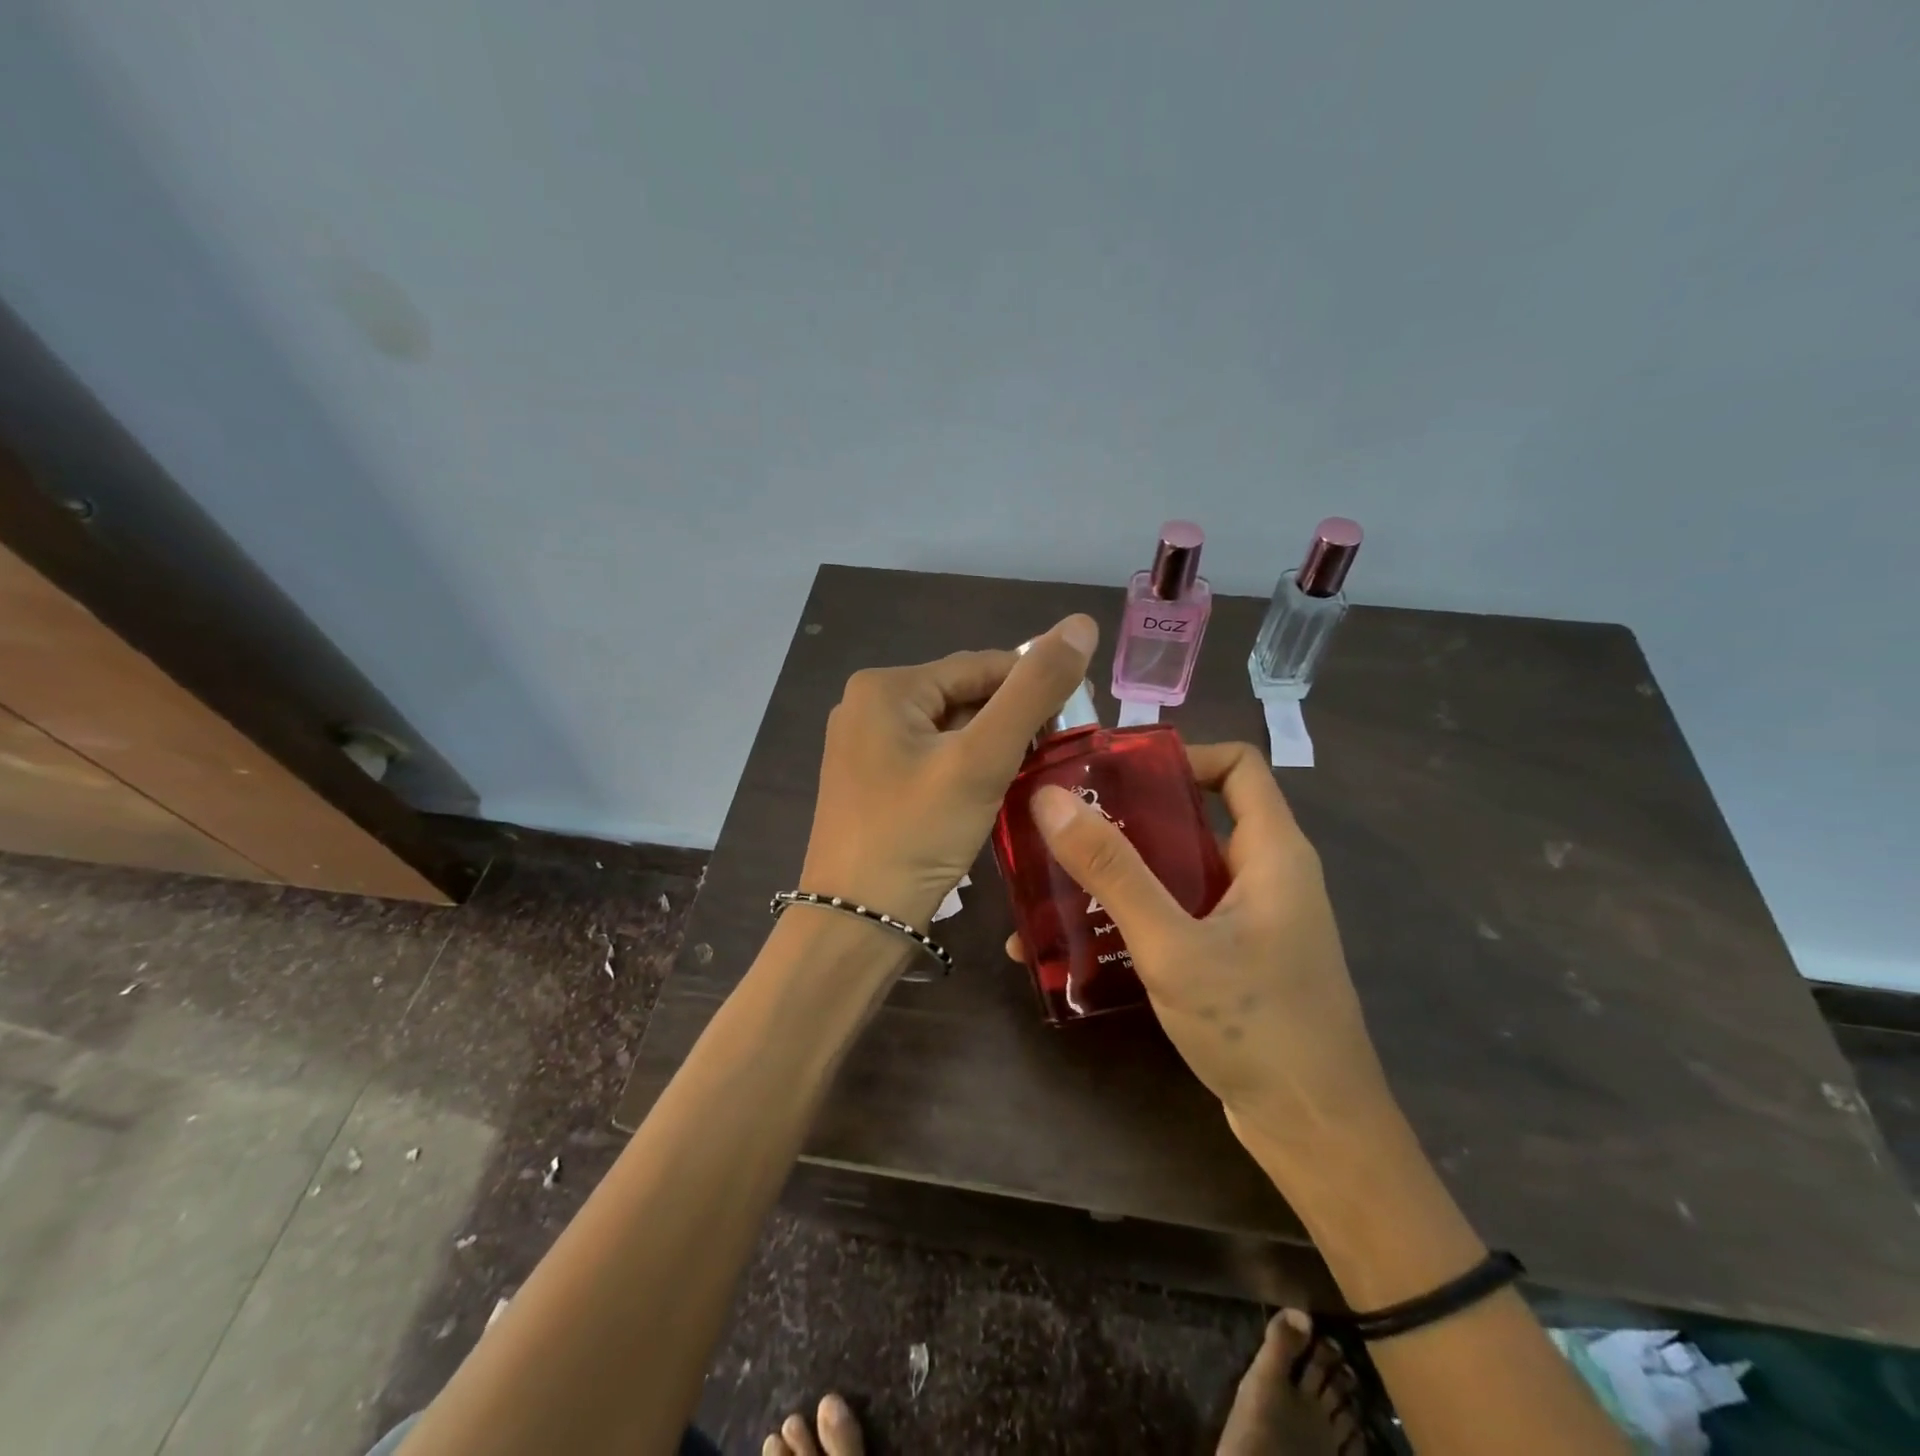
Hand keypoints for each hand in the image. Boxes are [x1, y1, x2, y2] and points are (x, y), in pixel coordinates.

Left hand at [800, 615, 1097, 930]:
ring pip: (950, 730)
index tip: (1081, 716)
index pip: (982, 666)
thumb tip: (1080, 623)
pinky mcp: (870, 782)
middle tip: (1058, 754)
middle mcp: (867, 706)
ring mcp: (864, 746)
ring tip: (1034, 775)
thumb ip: (1034, 691)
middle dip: (1012, 721)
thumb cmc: (917, 835)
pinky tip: (993, 792)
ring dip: (993, 747)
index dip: (1035, 685)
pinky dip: (967, 768)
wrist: (856, 923)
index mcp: (886, 687)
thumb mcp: (982, 759)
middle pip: (964, 696)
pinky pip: (932, 758)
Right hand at [1013, 741, 1397, 1162]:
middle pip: (1195, 815)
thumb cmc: (1257, 1028)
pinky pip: (1178, 914)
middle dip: (1127, 816)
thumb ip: (1114, 872)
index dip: (1180, 754)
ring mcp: (1250, 919)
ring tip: (1053, 880)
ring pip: (1179, 870)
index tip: (1113, 773)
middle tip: (1061, 824)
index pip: (1236, 764)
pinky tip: (1078, 940)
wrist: (1318, 1137)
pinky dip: (1133, 915)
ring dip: (1120, 872)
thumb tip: (1050, 800)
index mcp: (1272, 851)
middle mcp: (1265, 874)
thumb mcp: (1175, 946)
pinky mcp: (1233, 957)